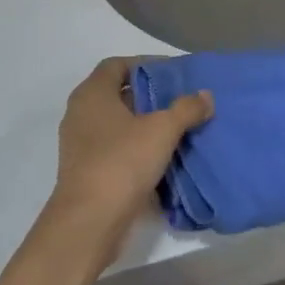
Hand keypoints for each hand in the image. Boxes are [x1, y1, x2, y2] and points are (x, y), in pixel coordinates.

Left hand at [50, 58, 213, 226]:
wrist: (90, 220)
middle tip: (179, 100)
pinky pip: (113, 147)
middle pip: (116, 93)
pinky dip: (135, 147)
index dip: (144, 64)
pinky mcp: (85, 169)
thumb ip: (186, 109)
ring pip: (115, 123)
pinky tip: (160, 157)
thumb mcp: (162, 130)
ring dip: (143, 123)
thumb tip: (205, 95)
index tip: (172, 73)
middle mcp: (80, 113)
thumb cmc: (123, 162)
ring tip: (175, 128)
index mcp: (91, 94)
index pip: (116, 64)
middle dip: (147, 95)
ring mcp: (79, 143)